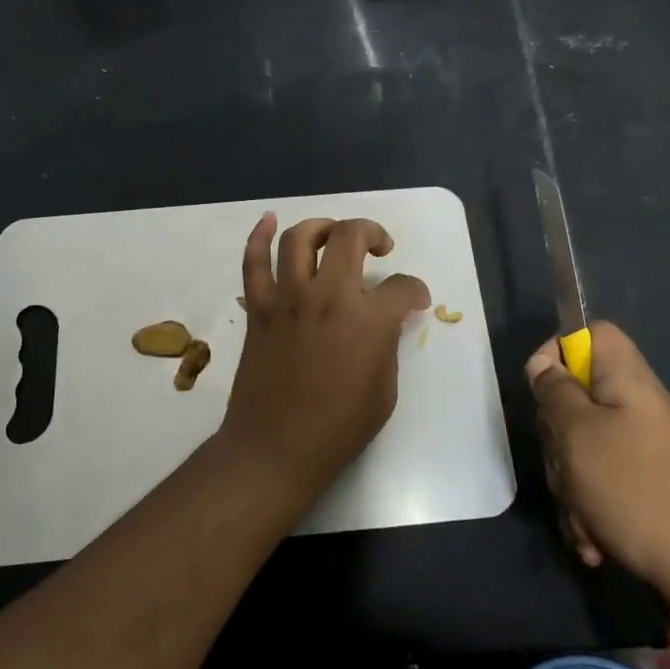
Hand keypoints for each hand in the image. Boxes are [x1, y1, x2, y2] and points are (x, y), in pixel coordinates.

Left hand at [219, 214, 430, 492]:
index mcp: (368, 320)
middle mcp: (328, 296)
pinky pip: (254, 262)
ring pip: (300, 238)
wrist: (275, 448)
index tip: (415, 300)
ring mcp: (288, 298)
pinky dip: (259, 236)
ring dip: (322, 226)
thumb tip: (386, 320)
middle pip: (351, 236)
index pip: (402, 286)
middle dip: (373, 232)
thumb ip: (387, 344)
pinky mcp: (260, 308)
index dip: (415, 290)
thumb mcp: (384, 391)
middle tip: (380, 246)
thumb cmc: (338, 428)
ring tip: (334, 234)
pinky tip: (268, 220)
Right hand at [528, 320, 669, 607]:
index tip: (543, 388)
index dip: (559, 349)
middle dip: (558, 434)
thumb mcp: (577, 434)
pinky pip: (601, 478)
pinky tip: (594, 537)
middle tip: (564, 463)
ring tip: (582, 515)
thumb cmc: (633, 489)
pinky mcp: (647, 483)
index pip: (592, 332)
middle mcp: (640, 406)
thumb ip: (555, 391)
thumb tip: (544, 364)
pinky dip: (590, 506)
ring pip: (584, 443)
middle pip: (579, 393)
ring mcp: (646, 446)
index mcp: (629, 381)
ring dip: (570, 481)